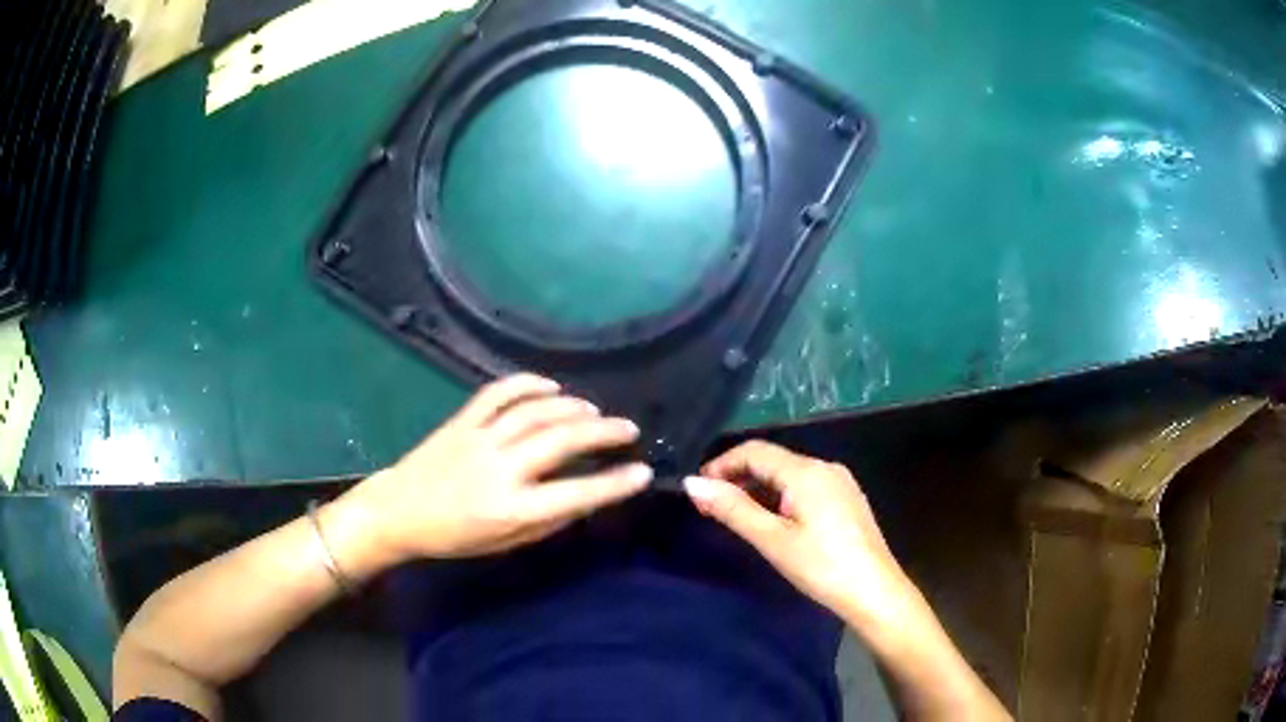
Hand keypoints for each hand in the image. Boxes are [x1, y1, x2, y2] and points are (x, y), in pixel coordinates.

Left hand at [335, 374, 651, 567]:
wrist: (399, 512)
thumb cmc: (455, 536)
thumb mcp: (506, 543)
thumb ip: (548, 520)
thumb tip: (587, 496)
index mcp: (511, 509)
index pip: (574, 494)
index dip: (613, 483)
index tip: (643, 472)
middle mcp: (499, 469)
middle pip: (559, 441)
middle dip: (602, 432)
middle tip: (628, 429)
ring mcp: (478, 439)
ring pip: (534, 412)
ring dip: (571, 407)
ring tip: (595, 411)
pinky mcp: (462, 421)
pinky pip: (497, 393)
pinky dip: (527, 383)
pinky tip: (551, 386)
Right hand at [684, 441, 913, 628]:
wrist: (875, 592)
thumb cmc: (821, 567)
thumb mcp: (772, 540)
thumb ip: (733, 509)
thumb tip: (693, 483)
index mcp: (806, 471)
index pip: (754, 451)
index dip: (721, 465)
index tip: (698, 491)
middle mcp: (825, 467)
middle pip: (772, 460)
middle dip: (738, 478)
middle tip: (711, 508)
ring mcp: (840, 482)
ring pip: (788, 474)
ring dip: (758, 489)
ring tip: (736, 517)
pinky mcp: (847, 499)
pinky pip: (805, 487)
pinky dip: (780, 497)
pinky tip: (773, 522)